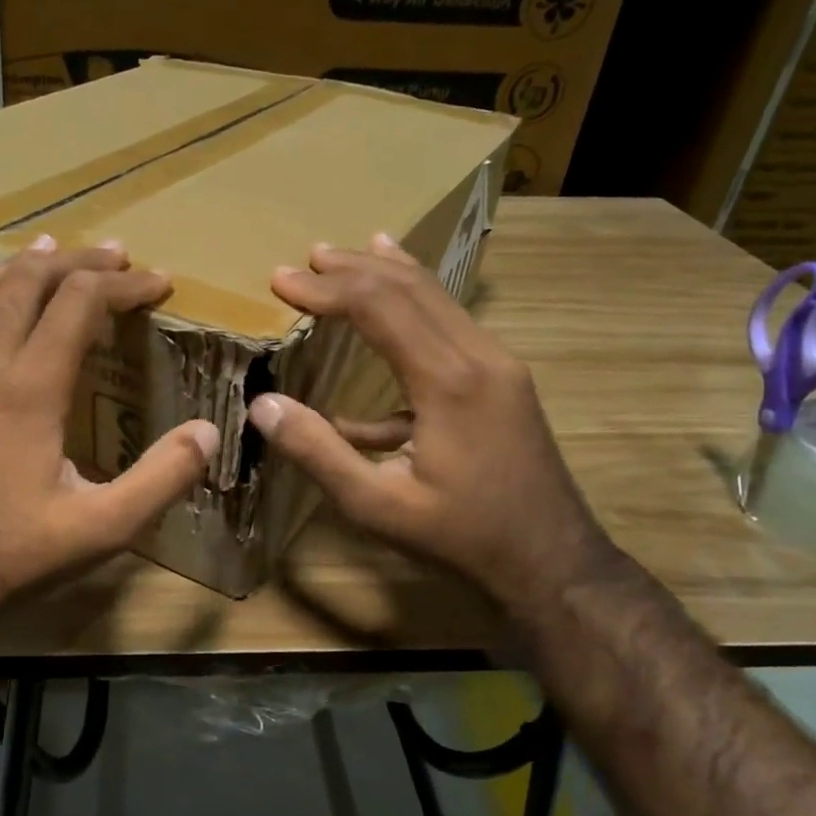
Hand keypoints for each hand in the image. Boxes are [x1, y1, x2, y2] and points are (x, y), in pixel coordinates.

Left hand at [0, 237, 219, 630]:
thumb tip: (208, 432)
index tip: (162, 283)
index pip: (79, 303)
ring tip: (41, 258)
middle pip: (25, 284)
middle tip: (115, 255)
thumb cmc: (19, 555)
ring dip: (10, 272)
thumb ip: (162, 478)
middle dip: (75, 260)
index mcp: (29, 389)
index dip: (125, 285)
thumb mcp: (106, 527)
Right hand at [247, 235, 611, 610]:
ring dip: (388, 276)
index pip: (379, 307)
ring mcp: (499, 364)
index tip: (281, 281)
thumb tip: (262, 405)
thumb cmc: (461, 536)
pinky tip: (386, 327)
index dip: (326, 289)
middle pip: (411, 288)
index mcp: (447, 380)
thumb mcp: (377, 505)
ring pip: (438, 299)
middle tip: (307, 258)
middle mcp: (479, 355)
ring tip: (349, 255)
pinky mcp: (504, 379)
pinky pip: (453, 328)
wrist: (553, 560)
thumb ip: (318, 452)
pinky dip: (415, 311)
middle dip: (354, 269)